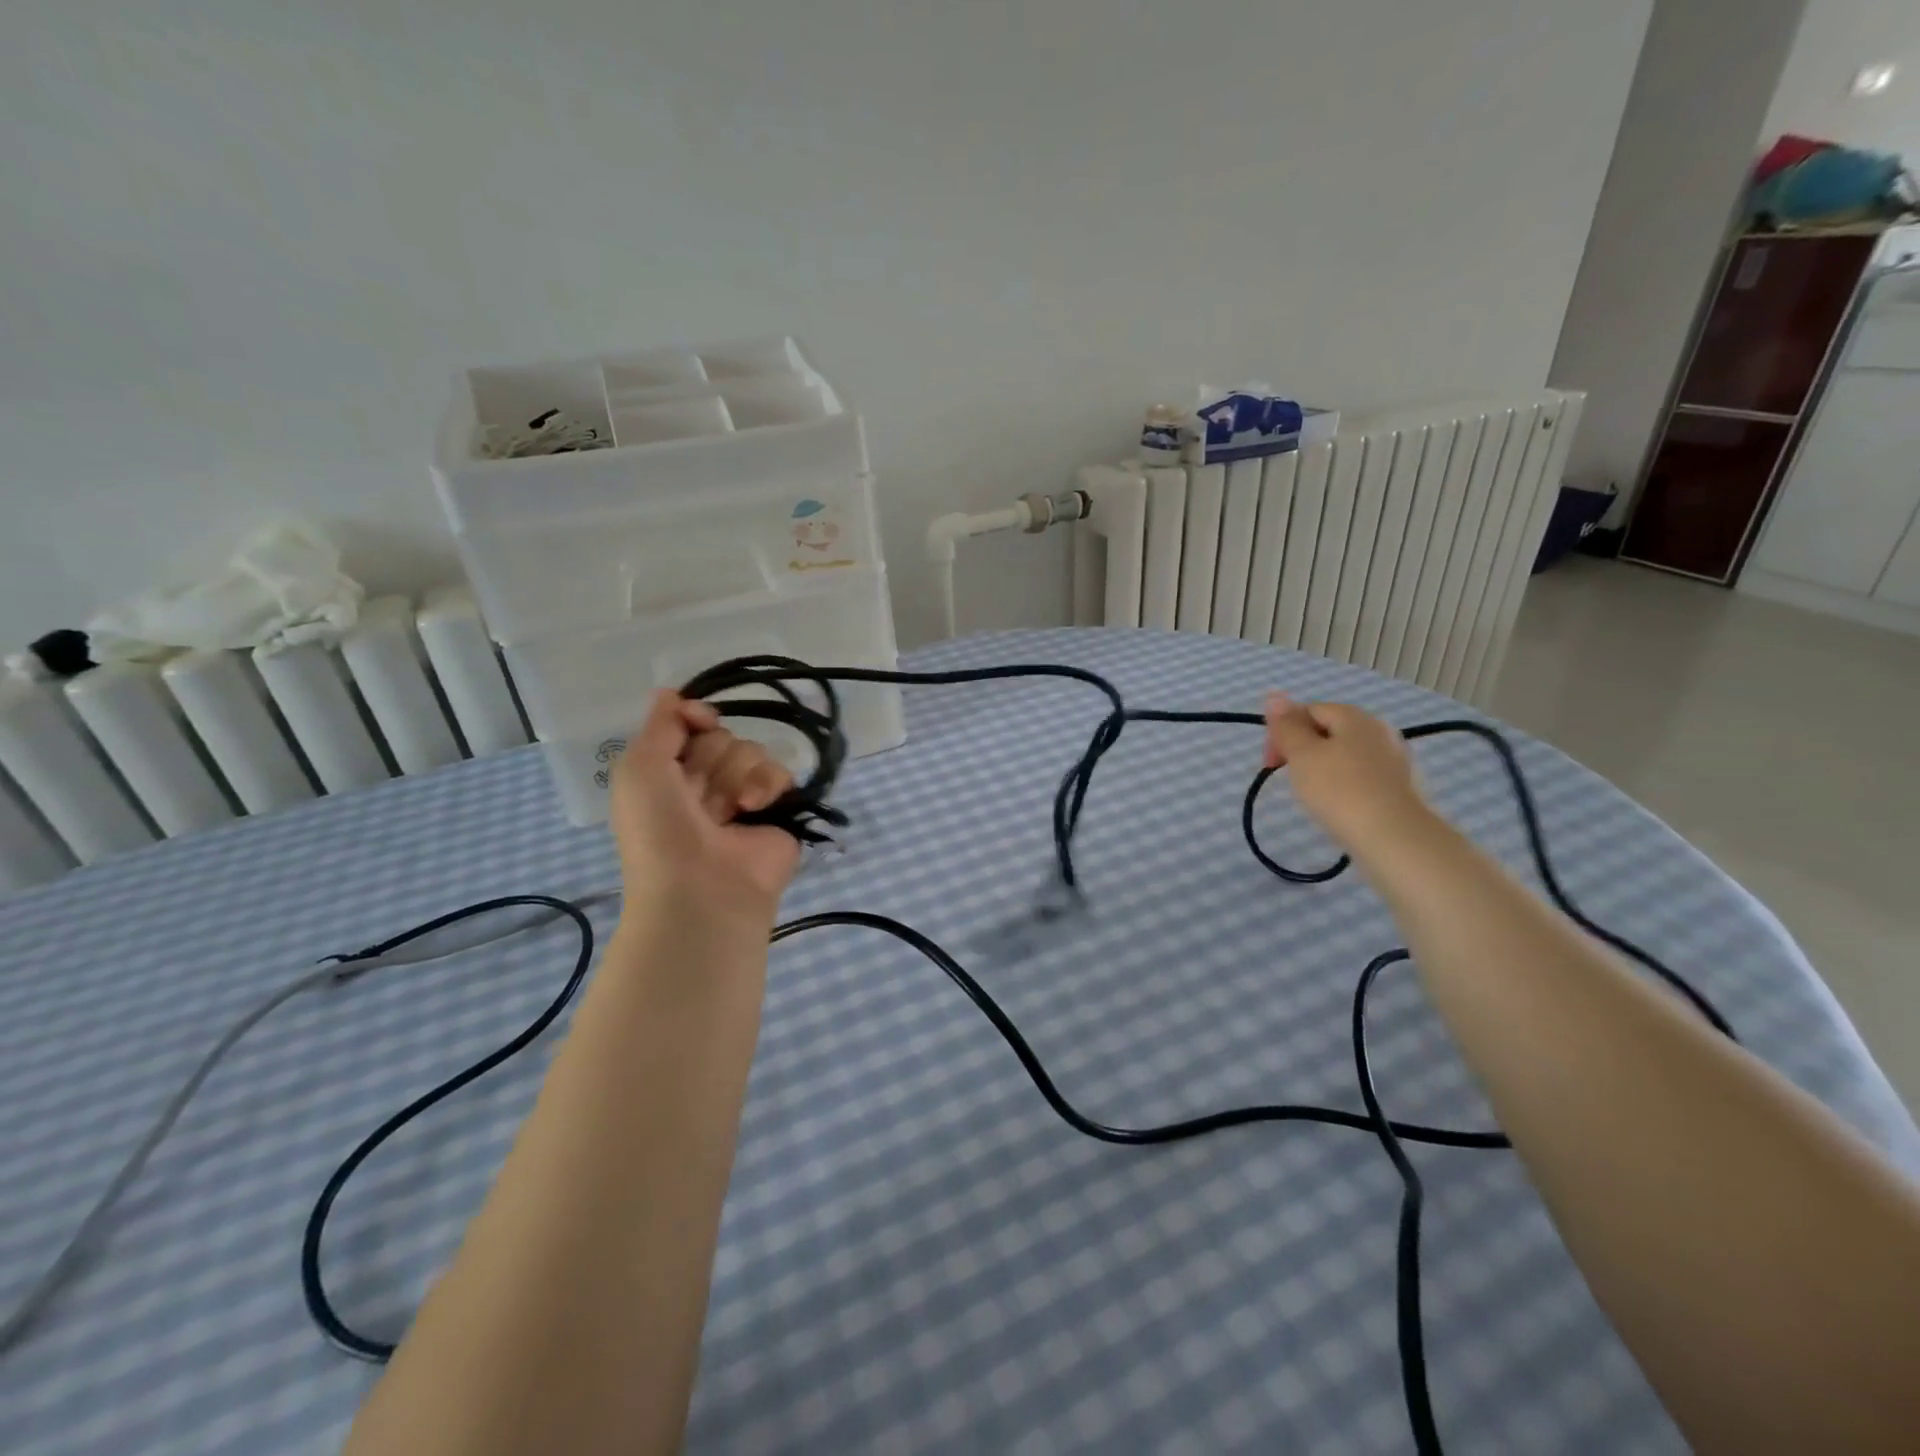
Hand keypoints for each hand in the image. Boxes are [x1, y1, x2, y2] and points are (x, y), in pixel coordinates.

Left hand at [610, 691, 801, 924]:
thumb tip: (672, 692)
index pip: (690, 725)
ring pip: (751, 751)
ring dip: (737, 774)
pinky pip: (780, 773)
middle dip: (712, 757)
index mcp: (668, 776)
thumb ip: (659, 725)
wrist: (702, 888)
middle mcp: (706, 784)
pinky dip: (766, 786)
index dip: (695, 717)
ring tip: (729, 809)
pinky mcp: (778, 811)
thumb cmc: (659, 830)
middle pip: (722, 737)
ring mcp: (743, 798)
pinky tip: (753, 808)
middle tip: (700, 794)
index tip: (697, 720)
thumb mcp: (638, 769)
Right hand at [1262, 694, 1430, 852]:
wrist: (1394, 838)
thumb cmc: (1339, 790)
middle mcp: (1379, 730)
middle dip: (1301, 750)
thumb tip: (1274, 696)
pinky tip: (1338, 806)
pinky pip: (1361, 776)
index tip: (1270, 763)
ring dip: (1321, 769)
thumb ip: (1286, 726)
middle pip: (1328, 731)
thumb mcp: (1302, 754)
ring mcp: (1394, 759)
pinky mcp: (1400, 787)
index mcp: (1354, 717)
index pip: (1308, 710)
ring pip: (1344, 755)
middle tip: (1289, 779)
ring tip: (1312, 795)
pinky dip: (1343, 785)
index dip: (1282, 732)